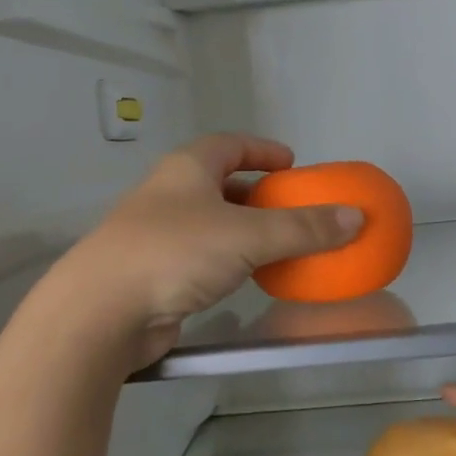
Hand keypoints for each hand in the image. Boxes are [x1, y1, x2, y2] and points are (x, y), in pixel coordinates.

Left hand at [48, 135, 363, 369]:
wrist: (101, 311)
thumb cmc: (175, 253)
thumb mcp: (248, 235)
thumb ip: (303, 228)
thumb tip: (354, 218)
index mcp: (186, 169)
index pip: (229, 144)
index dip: (262, 150)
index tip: (292, 164)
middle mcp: (168, 194)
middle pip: (219, 183)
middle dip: (257, 194)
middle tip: (291, 208)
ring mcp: (155, 234)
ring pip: (209, 223)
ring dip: (243, 230)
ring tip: (278, 245)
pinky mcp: (152, 272)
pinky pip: (200, 256)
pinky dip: (227, 260)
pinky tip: (246, 278)